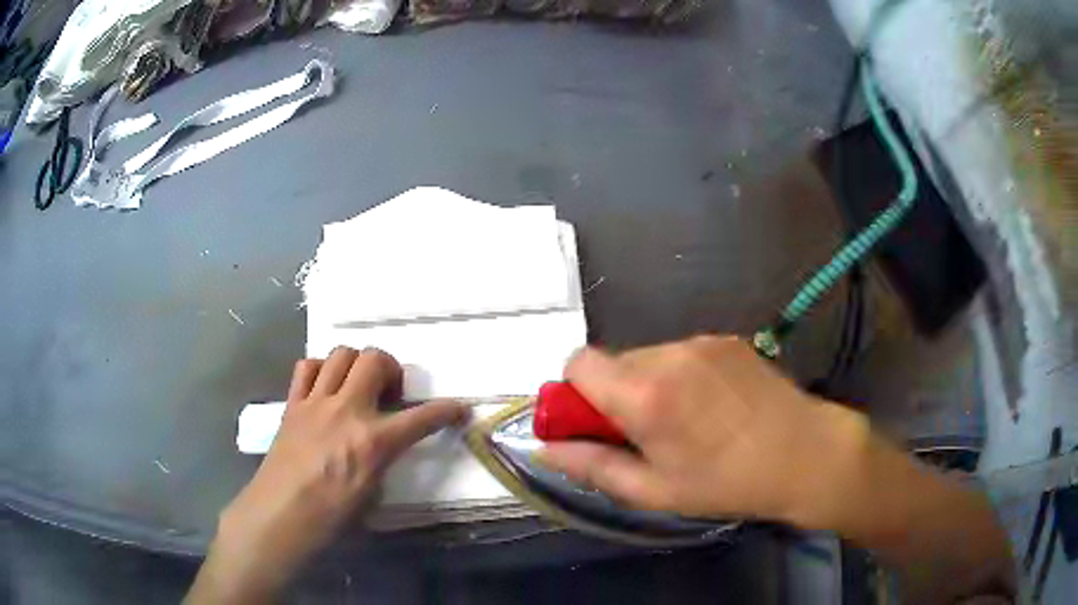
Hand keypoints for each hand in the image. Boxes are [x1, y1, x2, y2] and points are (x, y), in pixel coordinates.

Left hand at [188, 347, 465, 603]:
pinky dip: (321, 369)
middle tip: (390, 392)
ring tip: (357, 385)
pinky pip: (307, 367)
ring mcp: (315, 402)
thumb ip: (382, 459)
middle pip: (374, 359)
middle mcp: (346, 410)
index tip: (459, 408)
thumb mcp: (372, 493)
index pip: (421, 418)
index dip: (446, 411)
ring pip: (341, 354)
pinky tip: (325, 388)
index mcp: (372, 441)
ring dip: (356, 363)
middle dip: (392, 368)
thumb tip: (383, 444)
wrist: (281, 514)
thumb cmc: (330, 516)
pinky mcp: (293, 404)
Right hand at [536, 336, 867, 527]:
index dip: (576, 393)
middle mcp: (668, 353)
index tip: (597, 424)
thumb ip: (592, 466)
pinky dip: (681, 375)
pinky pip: (682, 352)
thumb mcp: (654, 491)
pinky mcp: (727, 338)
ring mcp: (701, 341)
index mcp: (644, 393)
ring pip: (648, 356)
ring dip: (650, 384)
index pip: (577, 362)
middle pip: (613, 361)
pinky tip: (713, 406)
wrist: (805, 453)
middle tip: (647, 433)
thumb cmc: (727, 483)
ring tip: (687, 422)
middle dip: (615, 394)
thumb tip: (544, 449)